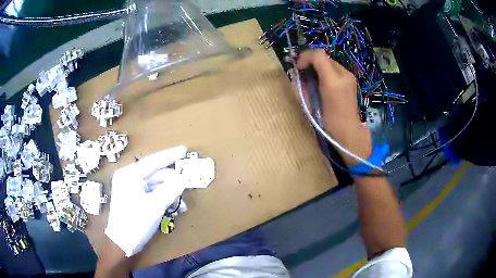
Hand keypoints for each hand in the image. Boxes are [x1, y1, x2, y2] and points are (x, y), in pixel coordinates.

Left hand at [105, 146, 187, 256]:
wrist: (122, 243)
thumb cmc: (136, 222)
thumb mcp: (156, 205)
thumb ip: (172, 188)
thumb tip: (186, 175)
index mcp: (129, 174)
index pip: (153, 161)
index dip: (170, 156)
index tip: (184, 150)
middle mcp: (128, 177)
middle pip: (155, 174)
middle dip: (172, 182)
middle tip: (188, 185)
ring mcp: (130, 187)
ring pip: (155, 185)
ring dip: (170, 194)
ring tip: (182, 206)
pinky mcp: (133, 197)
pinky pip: (151, 193)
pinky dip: (163, 199)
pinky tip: (173, 209)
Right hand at [296, 49, 371, 164]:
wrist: (349, 132)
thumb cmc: (328, 122)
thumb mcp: (310, 104)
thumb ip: (301, 86)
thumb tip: (295, 74)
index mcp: (333, 81)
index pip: (318, 55)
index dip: (305, 57)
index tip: (299, 68)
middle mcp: (343, 74)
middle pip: (324, 56)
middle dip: (311, 62)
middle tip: (304, 73)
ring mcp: (349, 76)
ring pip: (330, 62)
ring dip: (319, 66)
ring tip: (313, 79)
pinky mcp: (352, 79)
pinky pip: (335, 69)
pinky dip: (327, 71)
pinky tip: (324, 83)